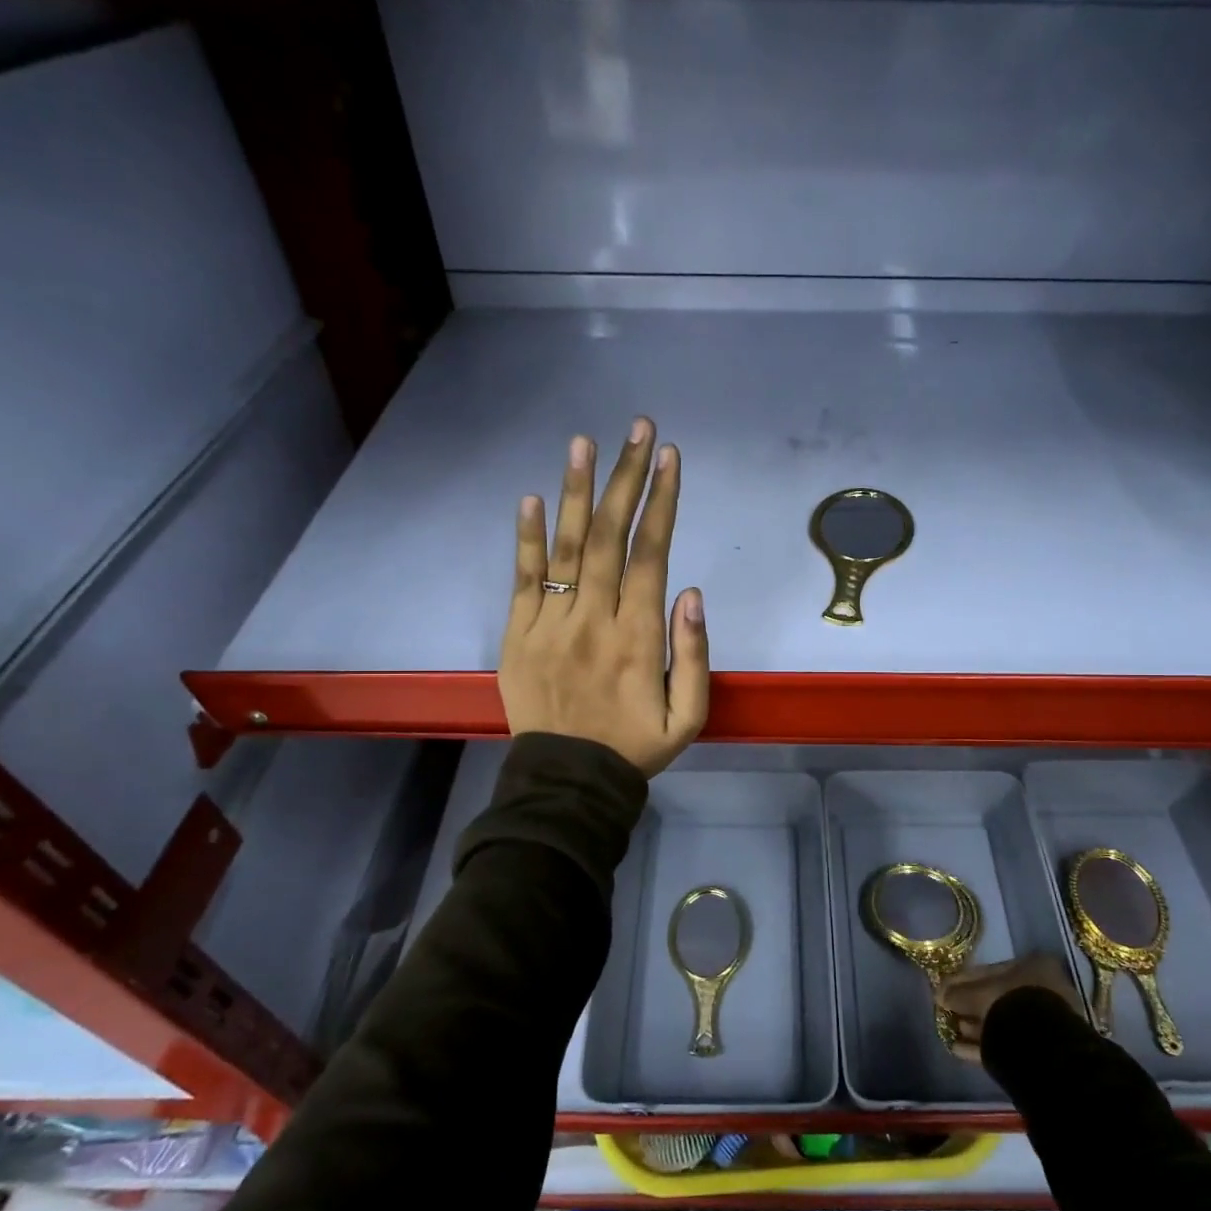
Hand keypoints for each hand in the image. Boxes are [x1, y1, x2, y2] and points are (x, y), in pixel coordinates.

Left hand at [501, 417, 708, 777]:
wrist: (568, 782)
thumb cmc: (634, 747)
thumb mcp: (687, 717)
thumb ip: (693, 655)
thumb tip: (691, 593)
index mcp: (637, 636)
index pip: (650, 555)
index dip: (662, 503)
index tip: (670, 458)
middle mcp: (593, 619)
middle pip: (609, 536)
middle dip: (627, 478)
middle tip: (638, 429)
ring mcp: (550, 624)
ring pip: (565, 547)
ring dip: (575, 492)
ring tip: (584, 443)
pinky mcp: (518, 635)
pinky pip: (522, 580)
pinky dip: (525, 538)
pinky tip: (530, 498)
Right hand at [933, 956, 1084, 1063]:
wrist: (1040, 1045)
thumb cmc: (1011, 1003)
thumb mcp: (977, 992)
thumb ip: (957, 992)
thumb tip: (939, 995)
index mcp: (1034, 966)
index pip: (991, 970)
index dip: (964, 980)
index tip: (945, 990)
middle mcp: (1043, 990)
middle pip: (997, 996)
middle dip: (970, 1006)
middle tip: (947, 1011)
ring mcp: (1044, 1021)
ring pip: (1001, 1021)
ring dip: (975, 1026)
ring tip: (951, 1031)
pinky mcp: (1039, 1049)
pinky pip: (1004, 1042)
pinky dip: (981, 1045)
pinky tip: (958, 1049)